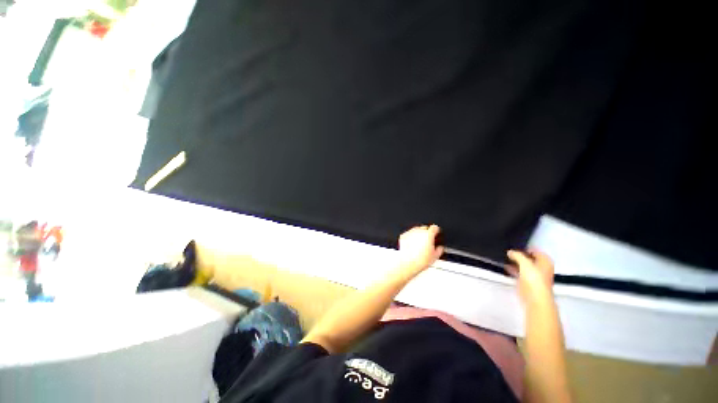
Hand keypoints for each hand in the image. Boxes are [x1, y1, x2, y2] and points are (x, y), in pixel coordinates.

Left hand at [398, 225, 443, 273]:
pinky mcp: (403, 235)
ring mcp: (410, 232)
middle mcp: (419, 231)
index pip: (434, 228)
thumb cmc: (420, 260)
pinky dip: (411, 237)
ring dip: (418, 234)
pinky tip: (412, 245)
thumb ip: (439, 249)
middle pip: (425, 228)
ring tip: (419, 244)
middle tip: (427, 241)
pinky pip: (409, 234)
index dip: (436, 231)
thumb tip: (440, 248)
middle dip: (426, 233)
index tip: (436, 233)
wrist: (407, 262)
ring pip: (416, 230)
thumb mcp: (435, 256)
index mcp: (428, 234)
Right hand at [506, 249, 554, 302]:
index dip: (526, 248)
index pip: (536, 251)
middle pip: (530, 258)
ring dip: (516, 262)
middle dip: (520, 255)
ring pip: (524, 265)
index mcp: (545, 262)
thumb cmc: (534, 278)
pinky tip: (505, 266)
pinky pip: (520, 272)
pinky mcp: (527, 282)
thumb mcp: (525, 263)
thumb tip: (510, 252)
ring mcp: (534, 275)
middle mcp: (541, 268)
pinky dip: (513, 269)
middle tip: (508, 251)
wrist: (535, 297)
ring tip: (505, 257)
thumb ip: (517, 255)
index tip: (514, 246)